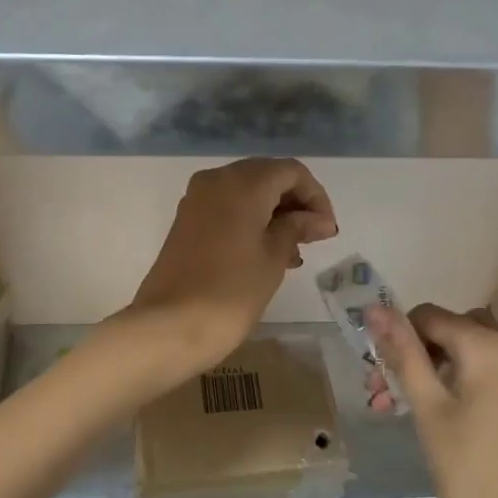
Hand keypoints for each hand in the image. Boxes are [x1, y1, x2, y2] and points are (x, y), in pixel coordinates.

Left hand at [117, 158, 337, 380]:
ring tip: (294, 253)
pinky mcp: (186, 222)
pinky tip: (267, 254)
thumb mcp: (274, 257)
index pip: (291, 172)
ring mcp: (197, 200)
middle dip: (294, 203)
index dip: (315, 196)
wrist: (170, 325)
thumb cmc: (232, 290)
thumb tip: (319, 220)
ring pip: (246, 193)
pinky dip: (251, 222)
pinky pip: (227, 209)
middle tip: (314, 238)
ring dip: (274, 214)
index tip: (327, 230)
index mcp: (242, 182)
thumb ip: (297, 228)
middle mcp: (217, 180)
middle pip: (267, 177)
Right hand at [367, 303, 497, 497]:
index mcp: (490, 346)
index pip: (429, 316)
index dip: (397, 335)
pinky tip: (433, 413)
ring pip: (467, 352)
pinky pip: (486, 372)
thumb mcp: (428, 409)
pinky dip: (457, 382)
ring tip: (397, 407)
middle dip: (412, 354)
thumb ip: (403, 354)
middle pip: (450, 331)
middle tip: (381, 391)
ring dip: (430, 369)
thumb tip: (375, 309)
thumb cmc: (469, 471)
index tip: (374, 371)